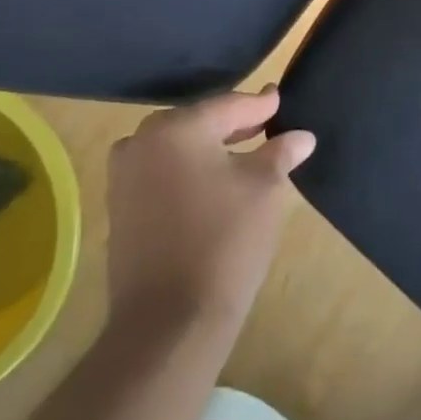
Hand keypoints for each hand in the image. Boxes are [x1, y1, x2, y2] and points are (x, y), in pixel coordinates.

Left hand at [105, 89, 314, 333]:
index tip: (278, 98)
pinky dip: (186, 170)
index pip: (228, 105)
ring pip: (176, 148)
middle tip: (264, 125)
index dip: (259, 105)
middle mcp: (142, 142)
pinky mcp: (118, 207)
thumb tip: (301, 137)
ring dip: (207, 148)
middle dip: (231, 124)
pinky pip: (159, 172)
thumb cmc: (224, 241)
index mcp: (177, 128)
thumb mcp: (264, 189)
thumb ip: (279, 153)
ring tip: (241, 154)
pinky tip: (211, 183)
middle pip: (198, 122)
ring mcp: (124, 176)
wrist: (169, 320)